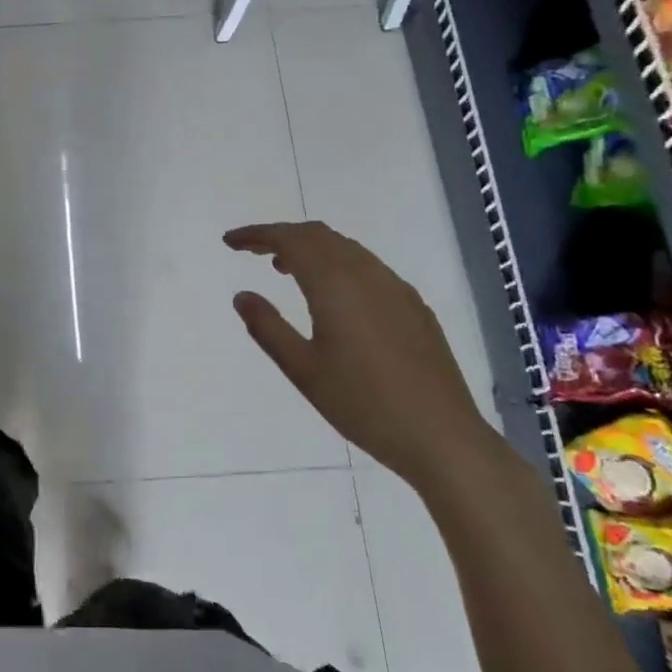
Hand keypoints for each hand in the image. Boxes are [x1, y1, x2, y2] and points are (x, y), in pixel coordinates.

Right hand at [226, 222, 496, 490]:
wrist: (441, 436)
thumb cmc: (363, 404)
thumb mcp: (303, 370)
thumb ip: (268, 327)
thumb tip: (242, 295)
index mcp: (336, 284)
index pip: (290, 240)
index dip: (257, 235)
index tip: (230, 241)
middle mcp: (367, 274)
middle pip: (318, 235)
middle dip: (281, 235)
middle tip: (252, 251)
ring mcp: (395, 288)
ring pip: (345, 248)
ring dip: (310, 248)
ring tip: (283, 269)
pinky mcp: (413, 306)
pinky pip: (367, 266)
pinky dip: (337, 263)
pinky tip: (331, 294)